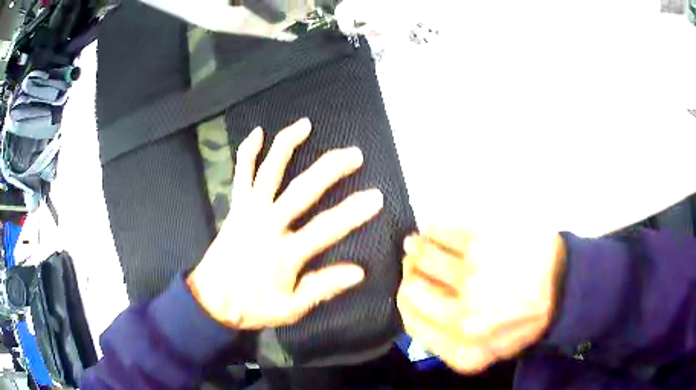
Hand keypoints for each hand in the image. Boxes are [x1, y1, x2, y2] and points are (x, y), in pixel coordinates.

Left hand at [188, 118, 383, 329]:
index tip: (376, 197)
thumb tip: (358, 272)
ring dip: (287, 145)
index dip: (354, 212)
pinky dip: (247, 152)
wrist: (211, 300)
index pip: (326, 228)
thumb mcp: (290, 308)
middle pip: (302, 190)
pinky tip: (257, 133)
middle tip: (354, 154)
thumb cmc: (252, 306)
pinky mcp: (236, 207)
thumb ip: (322, 288)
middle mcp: (267, 225)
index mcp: (284, 252)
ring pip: (269, 171)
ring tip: (305, 125)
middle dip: (331, 169)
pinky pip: (241, 174)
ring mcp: (249, 211)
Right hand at [397, 228, 565, 373]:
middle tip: (416, 262)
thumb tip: (413, 311)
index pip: (409, 320)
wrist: (564, 284)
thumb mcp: (487, 349)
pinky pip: (441, 228)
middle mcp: (463, 317)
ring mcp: (473, 276)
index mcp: (463, 349)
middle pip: (411, 287)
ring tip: (421, 243)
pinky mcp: (483, 239)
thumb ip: (448, 342)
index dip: (406, 301)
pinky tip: (438, 228)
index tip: (409, 287)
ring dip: (418, 247)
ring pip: (422, 255)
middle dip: (411, 273)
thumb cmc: (525, 316)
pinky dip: (434, 227)